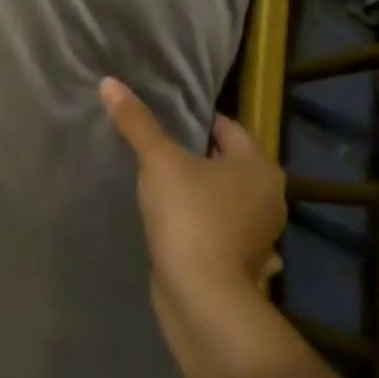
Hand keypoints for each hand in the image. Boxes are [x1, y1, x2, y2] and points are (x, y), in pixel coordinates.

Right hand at [101, 78, 286, 373]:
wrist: (201, 295)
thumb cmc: (189, 216)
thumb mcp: (158, 161)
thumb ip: (137, 123)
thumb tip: (109, 82)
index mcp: (259, 166)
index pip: (227, 127)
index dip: (196, 120)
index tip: (164, 120)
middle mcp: (269, 196)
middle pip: (228, 163)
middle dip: (198, 156)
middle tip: (158, 150)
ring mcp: (259, 233)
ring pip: (226, 198)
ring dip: (202, 192)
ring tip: (162, 185)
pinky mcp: (243, 262)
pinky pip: (222, 229)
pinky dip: (205, 224)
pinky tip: (179, 224)